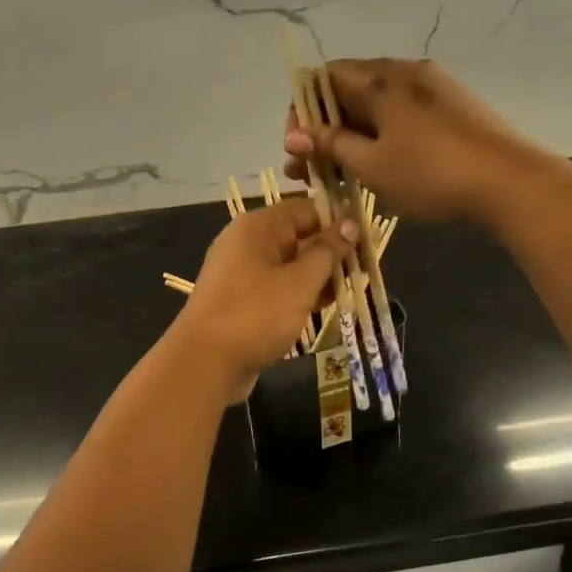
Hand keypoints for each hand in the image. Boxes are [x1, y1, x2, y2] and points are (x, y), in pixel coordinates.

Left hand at [173, 197, 356, 400]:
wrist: (205, 362)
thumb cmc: (255, 314)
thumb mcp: (300, 282)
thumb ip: (327, 252)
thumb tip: (350, 223)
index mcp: (258, 227)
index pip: (307, 209)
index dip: (338, 223)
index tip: (366, 243)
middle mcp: (247, 242)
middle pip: (299, 237)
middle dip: (331, 254)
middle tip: (363, 273)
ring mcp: (242, 272)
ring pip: (290, 265)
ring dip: (318, 278)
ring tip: (348, 294)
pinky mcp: (242, 299)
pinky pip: (277, 287)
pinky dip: (299, 295)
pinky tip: (322, 309)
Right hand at [284, 59, 541, 226]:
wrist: (511, 183)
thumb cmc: (432, 174)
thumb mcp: (373, 164)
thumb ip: (331, 145)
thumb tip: (293, 134)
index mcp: (382, 78)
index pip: (324, 77)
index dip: (303, 110)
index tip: (299, 147)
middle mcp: (405, 72)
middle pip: (349, 92)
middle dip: (324, 130)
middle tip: (309, 171)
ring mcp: (433, 89)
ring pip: (377, 107)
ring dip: (351, 138)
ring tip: (339, 176)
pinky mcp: (453, 109)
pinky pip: (402, 116)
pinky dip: (381, 137)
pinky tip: (380, 168)